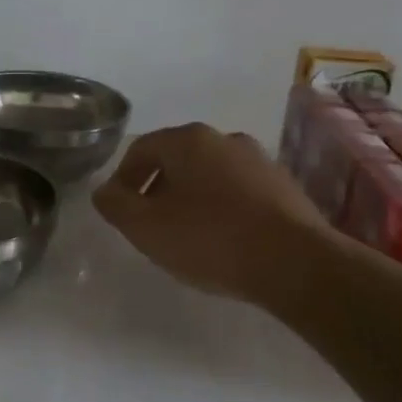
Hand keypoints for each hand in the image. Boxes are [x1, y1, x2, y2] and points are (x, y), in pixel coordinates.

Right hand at [93, 123, 328, 306]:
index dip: (122, 180)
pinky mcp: (283, 187)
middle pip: (176, 160)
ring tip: (186, 236)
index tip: (121, 212)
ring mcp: (259, 161)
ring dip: (190, 199)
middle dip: (157, 190)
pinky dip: (221, 209)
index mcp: (189, 140)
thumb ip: (116, 205)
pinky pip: (238, 192)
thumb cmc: (210, 239)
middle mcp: (225, 139)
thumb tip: (105, 192)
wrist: (296, 263)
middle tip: (150, 226)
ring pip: (209, 175)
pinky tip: (223, 240)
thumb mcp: (146, 227)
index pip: (141, 150)